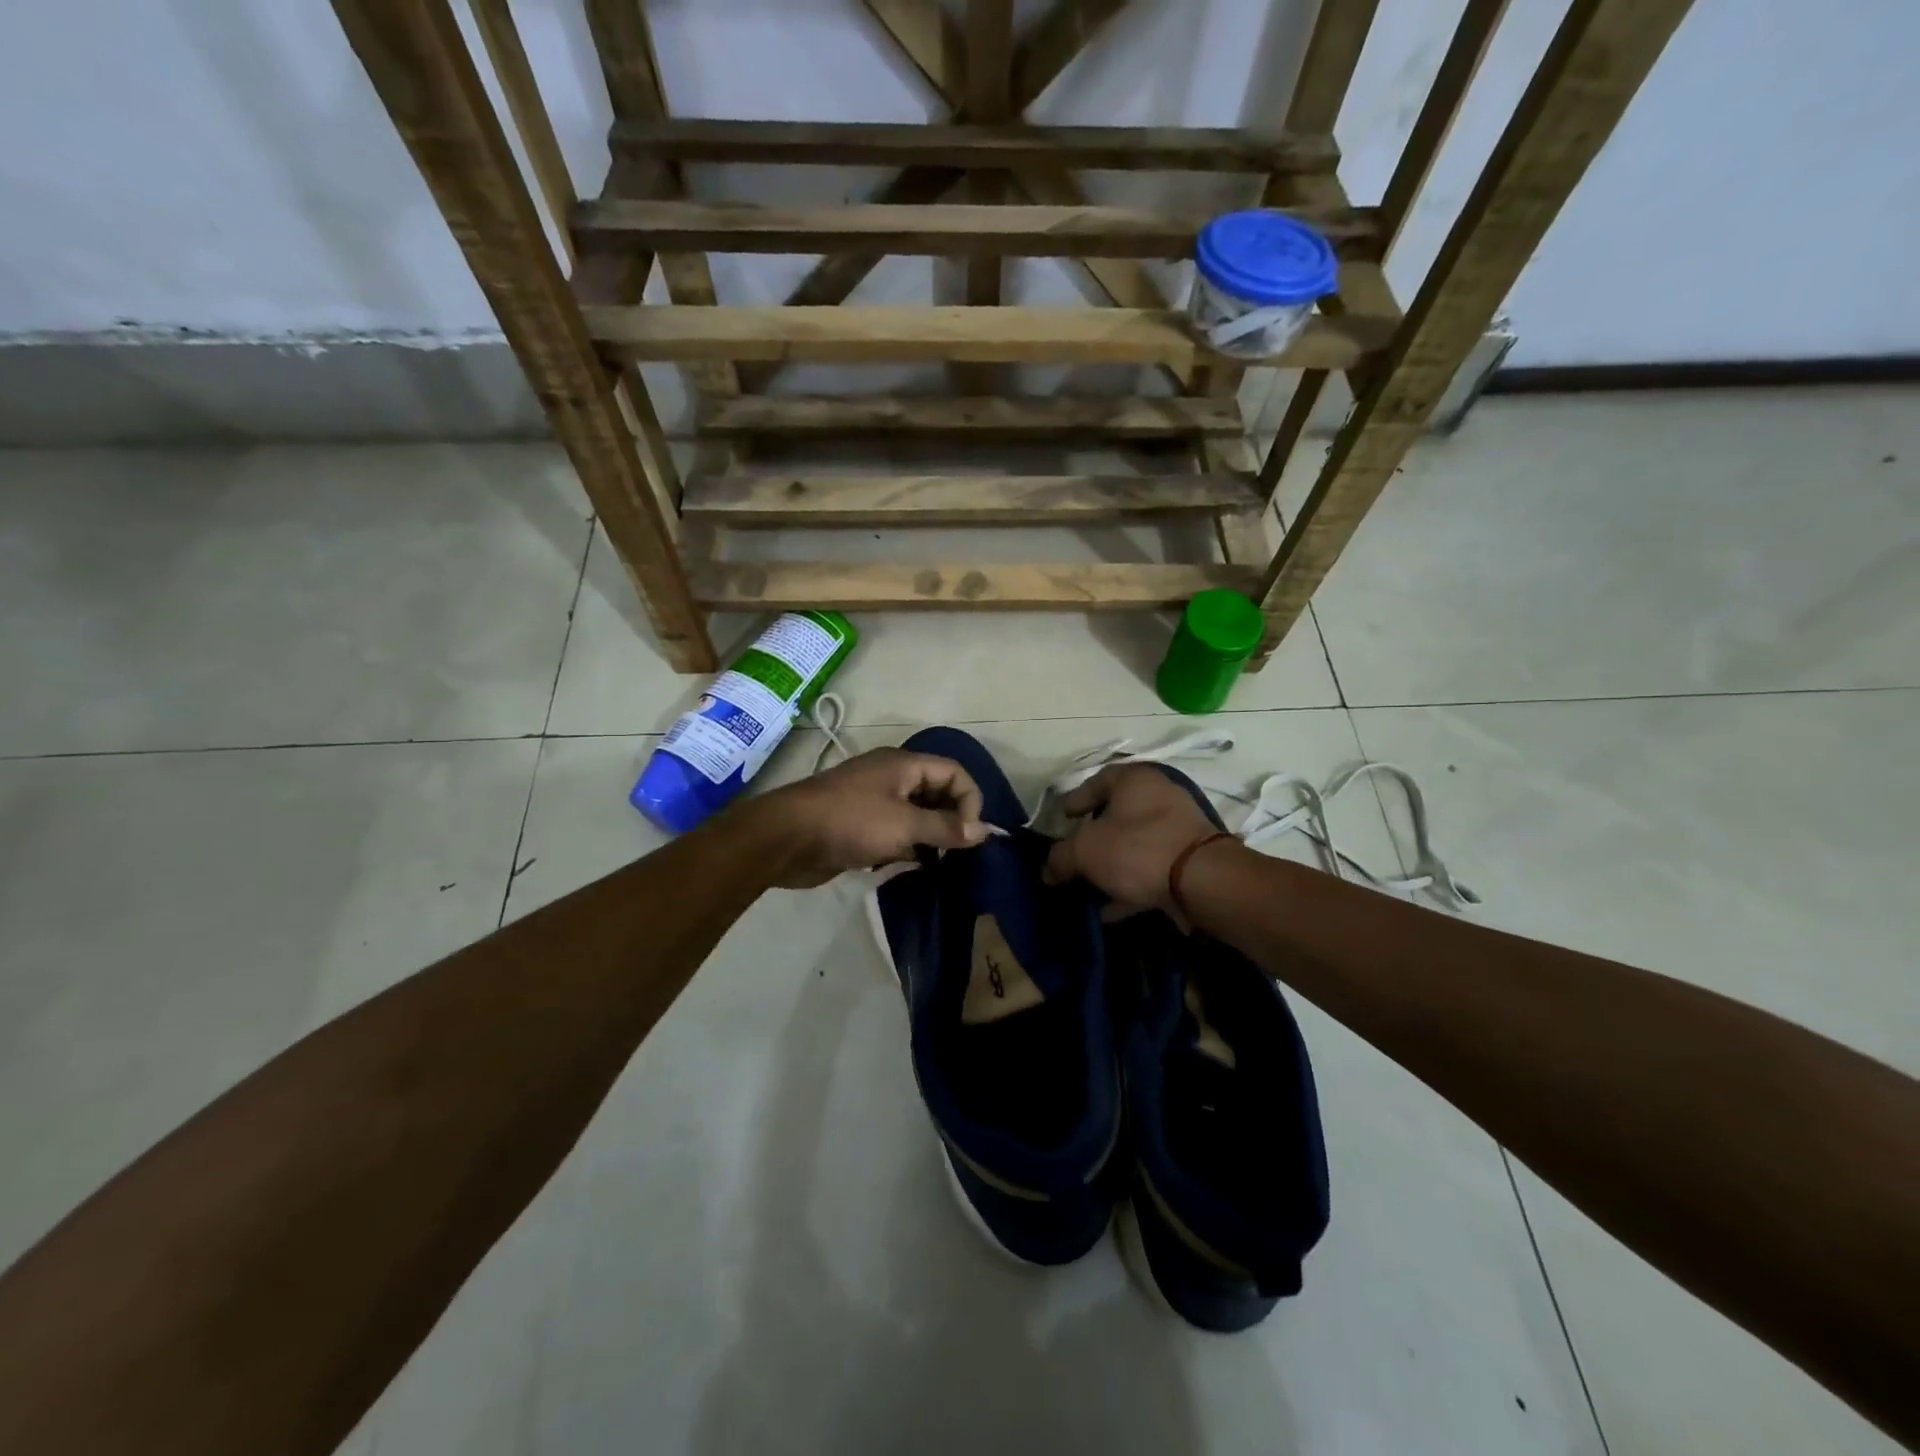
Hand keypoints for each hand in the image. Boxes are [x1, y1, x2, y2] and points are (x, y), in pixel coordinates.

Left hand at [745, 748, 990, 888]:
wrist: (786, 838)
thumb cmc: (850, 822)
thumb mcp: (904, 824)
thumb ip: (946, 827)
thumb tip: (984, 830)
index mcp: (903, 765)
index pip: (954, 773)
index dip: (969, 800)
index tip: (969, 835)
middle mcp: (891, 777)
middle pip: (936, 792)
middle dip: (952, 819)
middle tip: (959, 852)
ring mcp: (873, 801)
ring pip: (916, 815)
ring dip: (930, 836)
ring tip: (940, 863)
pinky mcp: (860, 825)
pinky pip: (895, 832)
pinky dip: (907, 846)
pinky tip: (911, 867)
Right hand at [1042, 765, 1221, 917]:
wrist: (1202, 881)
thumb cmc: (1137, 849)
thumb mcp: (1085, 851)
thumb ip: (1060, 857)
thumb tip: (1048, 869)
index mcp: (1134, 779)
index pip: (1097, 781)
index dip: (1075, 800)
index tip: (1062, 820)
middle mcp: (1160, 795)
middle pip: (1117, 814)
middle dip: (1093, 838)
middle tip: (1074, 855)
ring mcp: (1179, 827)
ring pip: (1135, 843)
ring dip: (1111, 865)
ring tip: (1089, 887)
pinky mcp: (1190, 859)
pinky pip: (1151, 867)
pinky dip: (1131, 884)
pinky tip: (1111, 909)